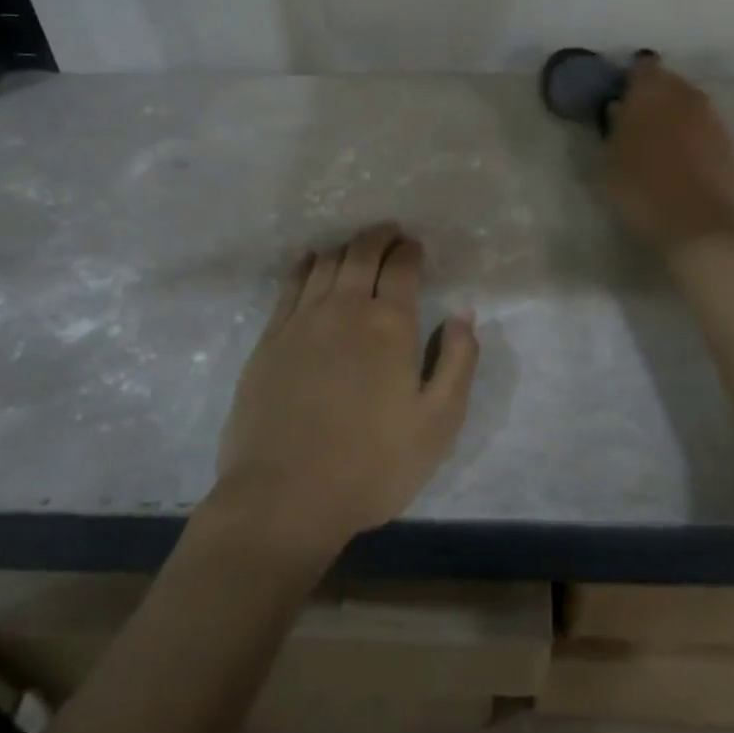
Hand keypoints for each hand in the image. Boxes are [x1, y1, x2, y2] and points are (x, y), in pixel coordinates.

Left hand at [213, 223, 478, 554]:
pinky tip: (313, 262)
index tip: (416, 248)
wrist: (283, 498)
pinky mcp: (270, 338)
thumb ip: (458, 361)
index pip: (403, 266)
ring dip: (347, 246)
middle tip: (391, 234)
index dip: (412, 250)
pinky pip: (291, 283)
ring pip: (327, 262)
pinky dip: (307, 264)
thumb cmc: (371, 465)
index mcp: (390, 325)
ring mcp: (302, 319)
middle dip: (381, 236)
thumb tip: (463, 313)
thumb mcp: (438, 423)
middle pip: (362, 251)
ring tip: (358, 247)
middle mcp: (345, 308)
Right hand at [605, 55, 733, 250]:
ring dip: (675, 117)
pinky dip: (692, 137)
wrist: (695, 220)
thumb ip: (614, 127)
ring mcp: (711, 116)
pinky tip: (680, 161)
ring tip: (658, 144)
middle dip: (654, 97)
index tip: (619, 98)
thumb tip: (619, 110)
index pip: (641, 67)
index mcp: (651, 88)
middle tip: (636, 123)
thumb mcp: (608, 157)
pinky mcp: (727, 142)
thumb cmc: (639, 185)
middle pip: (668, 84)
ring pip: (688, 105)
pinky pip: (703, 128)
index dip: (630, 80)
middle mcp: (685, 93)